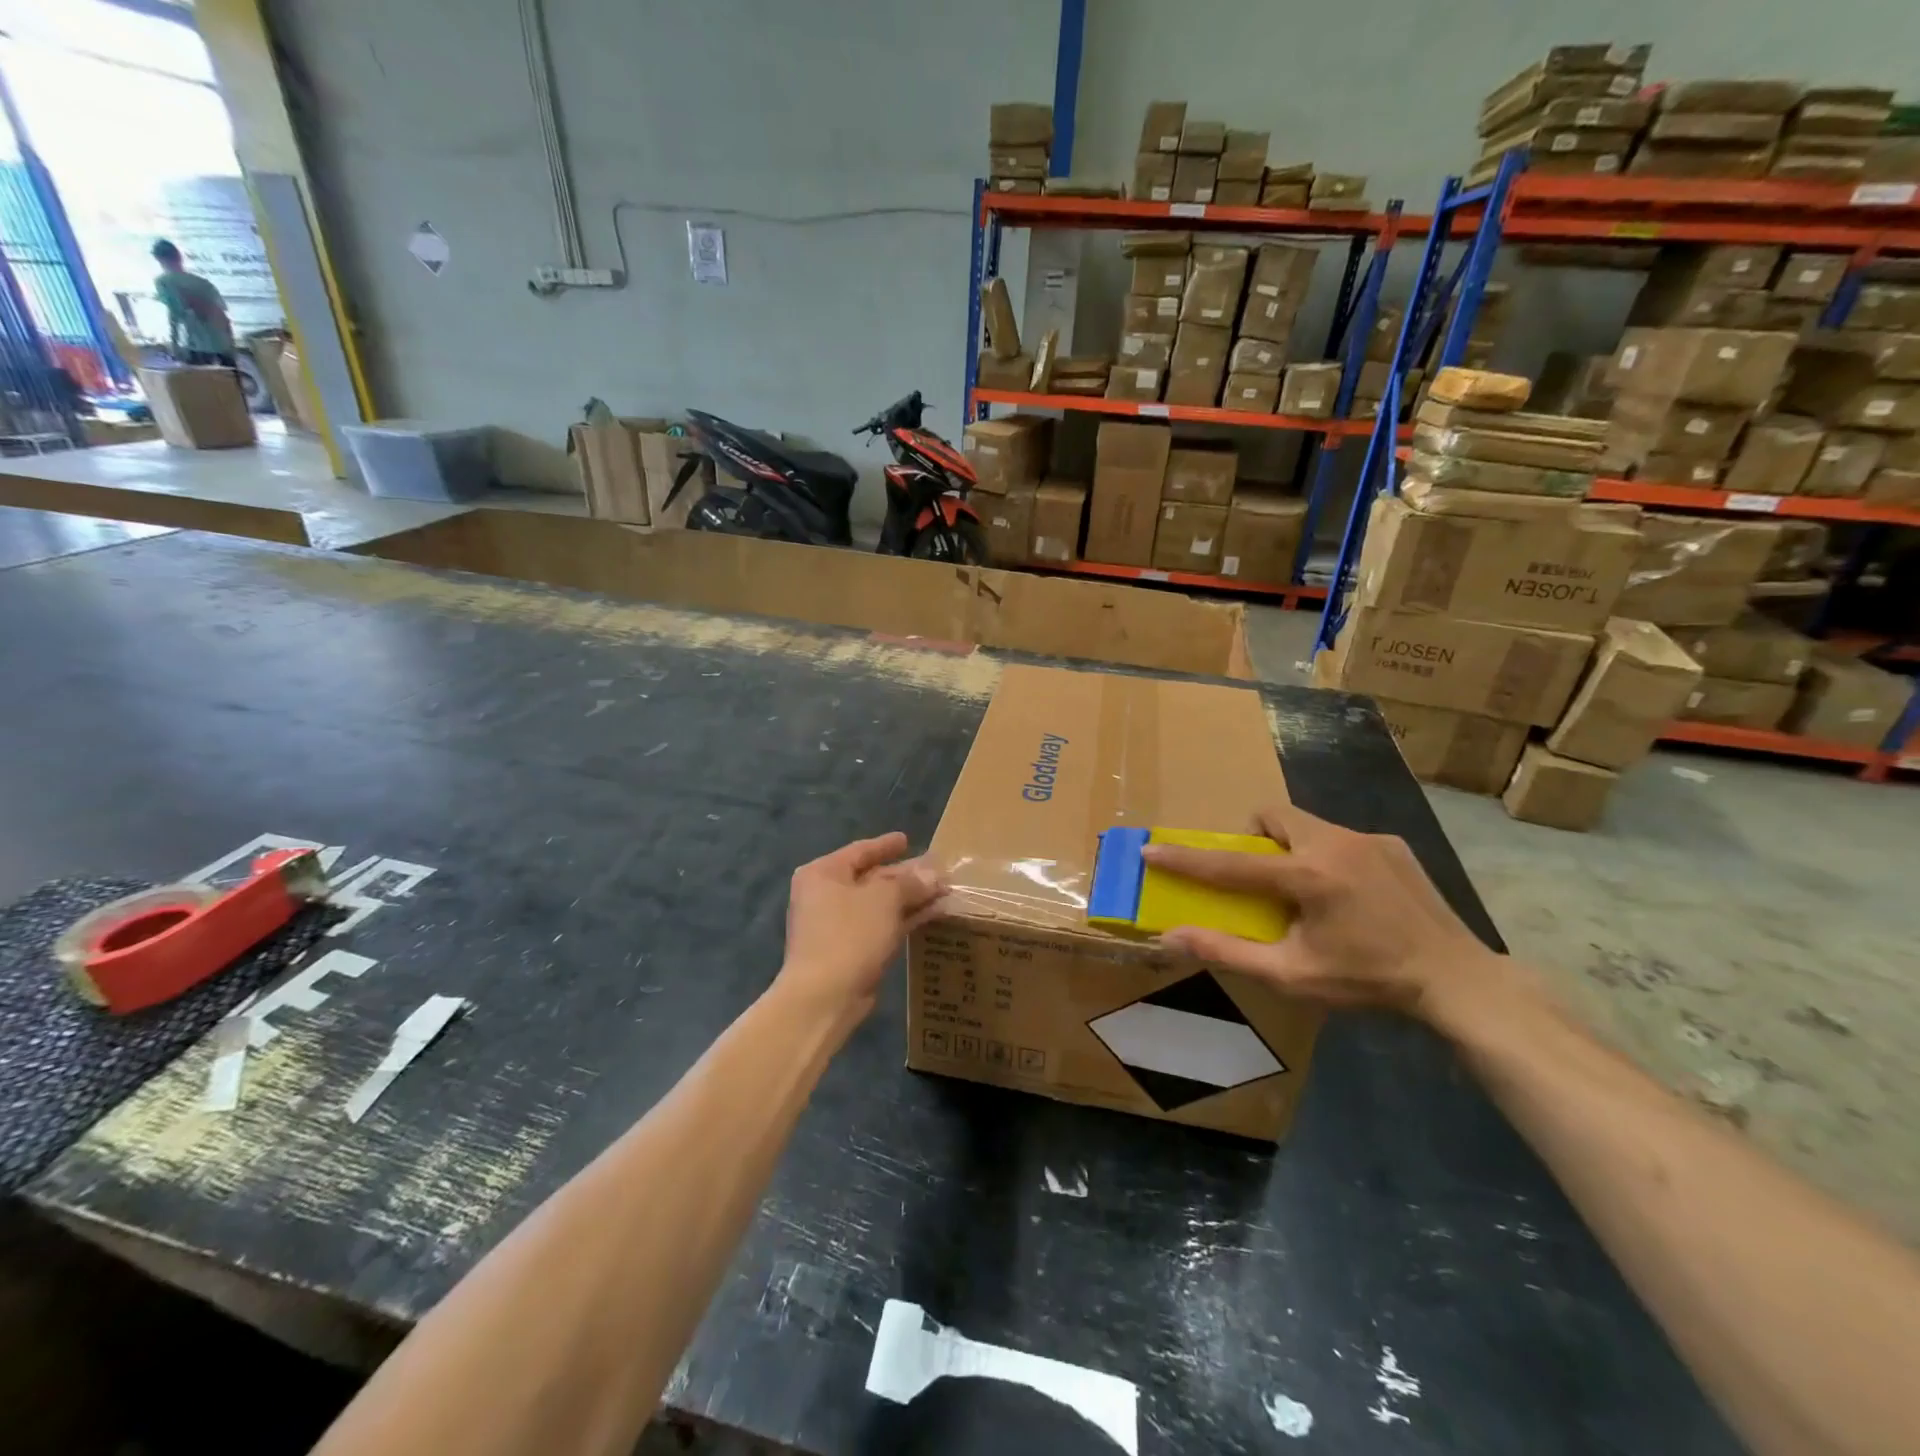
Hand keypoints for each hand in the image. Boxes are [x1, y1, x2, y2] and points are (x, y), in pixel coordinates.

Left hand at [777, 832, 945, 1023]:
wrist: (824, 997)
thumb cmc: (849, 934)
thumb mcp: (884, 899)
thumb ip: (910, 882)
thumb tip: (932, 874)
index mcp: (823, 873)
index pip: (860, 851)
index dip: (886, 845)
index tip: (907, 839)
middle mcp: (826, 895)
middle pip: (872, 877)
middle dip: (906, 875)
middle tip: (937, 870)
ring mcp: (838, 925)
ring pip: (880, 904)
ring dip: (911, 898)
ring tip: (945, 891)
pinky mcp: (852, 950)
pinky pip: (883, 925)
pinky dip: (906, 919)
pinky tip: (934, 914)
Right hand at [1143, 804, 1505, 1020]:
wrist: (1457, 980)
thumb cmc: (1367, 981)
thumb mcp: (1291, 975)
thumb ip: (1227, 951)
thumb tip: (1170, 939)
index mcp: (1308, 876)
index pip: (1230, 864)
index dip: (1185, 859)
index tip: (1151, 849)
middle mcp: (1335, 843)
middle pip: (1273, 817)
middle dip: (1253, 838)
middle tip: (1258, 876)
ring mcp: (1368, 839)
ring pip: (1307, 824)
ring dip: (1291, 847)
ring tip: (1304, 889)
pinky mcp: (1393, 843)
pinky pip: (1341, 838)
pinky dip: (1328, 856)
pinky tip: (1349, 895)